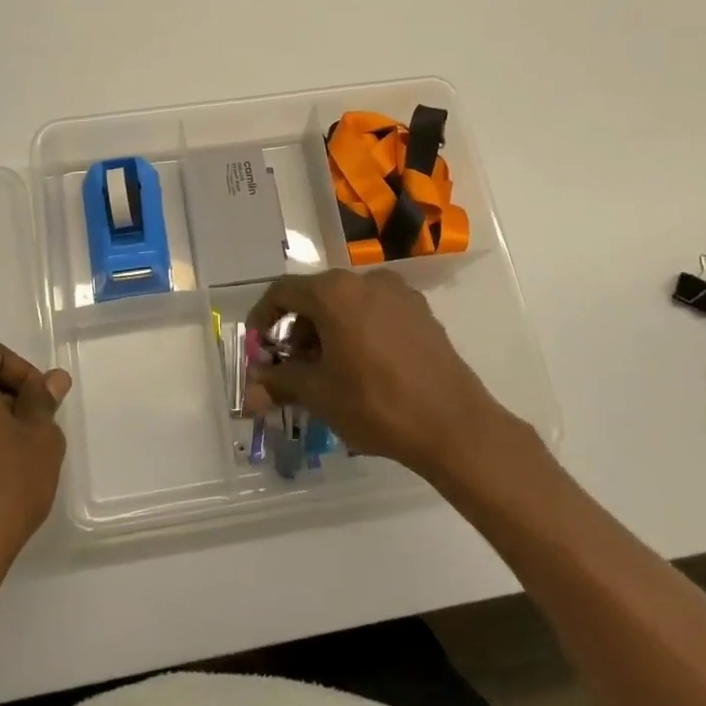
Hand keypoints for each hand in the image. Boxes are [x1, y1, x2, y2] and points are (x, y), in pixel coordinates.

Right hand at [246, 270, 511, 481]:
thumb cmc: (376, 404)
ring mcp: (398, 293)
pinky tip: (363, 366)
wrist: (453, 425)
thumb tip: (252, 388)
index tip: (259, 346)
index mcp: (335, 293)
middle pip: (317, 295)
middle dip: (298, 328)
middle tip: (293, 366)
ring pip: (348, 303)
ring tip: (328, 370)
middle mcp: (366, 280)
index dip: (264, 316)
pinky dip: (358, 330)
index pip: (283, 291)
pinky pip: (376, 311)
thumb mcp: (320, 395)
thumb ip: (281, 382)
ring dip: (328, 330)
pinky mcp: (421, 311)